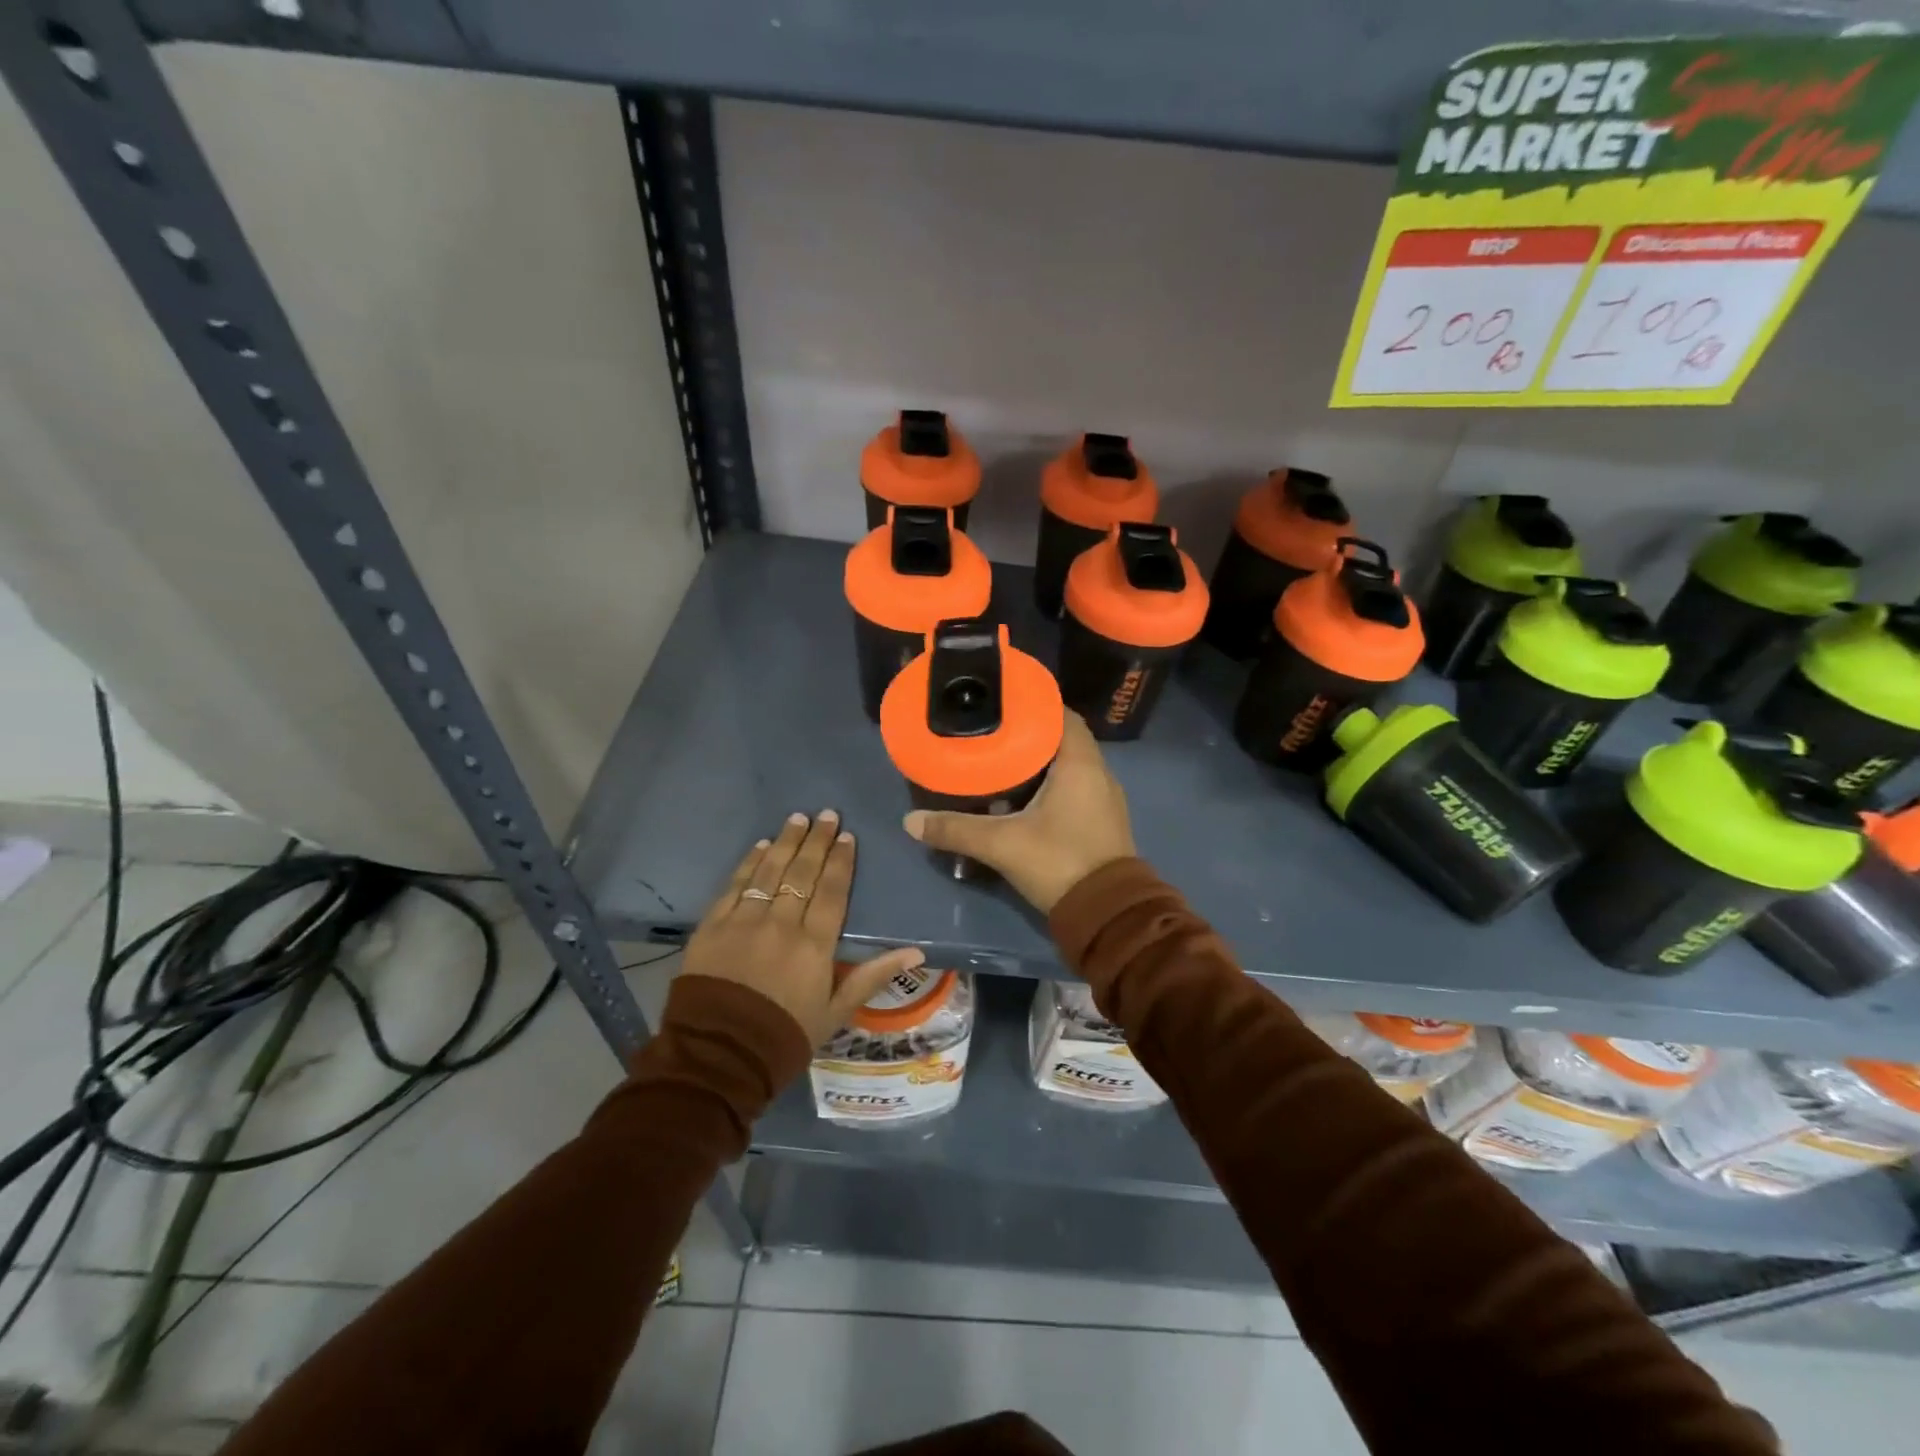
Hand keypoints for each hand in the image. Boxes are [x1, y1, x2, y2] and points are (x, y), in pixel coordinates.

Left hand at [680, 810, 925, 1045]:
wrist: (717, 1057)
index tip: (846, 836)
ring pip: (769, 871)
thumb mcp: (836, 1012)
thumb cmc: (785, 1037)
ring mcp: (743, 921)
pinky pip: (734, 885)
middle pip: (802, 873)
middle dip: (816, 840)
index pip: (831, 891)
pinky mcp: (712, 926)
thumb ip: (873, 975)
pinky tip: (761, 846)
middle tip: (826, 814)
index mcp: (814, 945)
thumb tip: (917, 951)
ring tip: (797, 818)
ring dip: (785, 842)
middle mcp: (781, 924)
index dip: (840, 861)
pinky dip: (749, 863)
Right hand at [903, 714, 1135, 912]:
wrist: (1108, 915)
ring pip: (1069, 766)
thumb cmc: (1060, 862)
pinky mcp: (1101, 821)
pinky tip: (1021, 797)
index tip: (1002, 704)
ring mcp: (1104, 799)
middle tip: (991, 733)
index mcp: (1080, 764)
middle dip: (1029, 735)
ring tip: (1000, 761)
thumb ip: (956, 830)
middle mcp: (1098, 773)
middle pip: (1063, 739)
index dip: (1034, 705)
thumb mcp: (1002, 844)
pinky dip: (1050, 784)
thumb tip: (911, 821)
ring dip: (1040, 762)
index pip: (1062, 715)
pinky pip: (1075, 788)